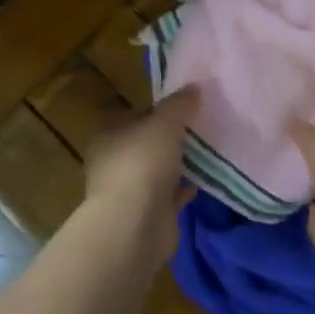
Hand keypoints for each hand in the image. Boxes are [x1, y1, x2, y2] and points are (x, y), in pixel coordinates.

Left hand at [82, 87, 199, 261]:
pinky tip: (205, 178)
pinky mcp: (147, 215)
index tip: (182, 105)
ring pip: (156, 170)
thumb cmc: (141, 163)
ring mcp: (129, 190)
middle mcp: (113, 161)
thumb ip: (179, 104)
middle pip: (144, 142)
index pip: (131, 114)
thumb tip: (194, 87)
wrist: (134, 226)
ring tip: (206, 150)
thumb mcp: (164, 123)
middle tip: (199, 126)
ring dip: (177, 163)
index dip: (155, 108)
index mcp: (108, 135)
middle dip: (168, 137)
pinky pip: (170, 195)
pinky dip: (184, 188)